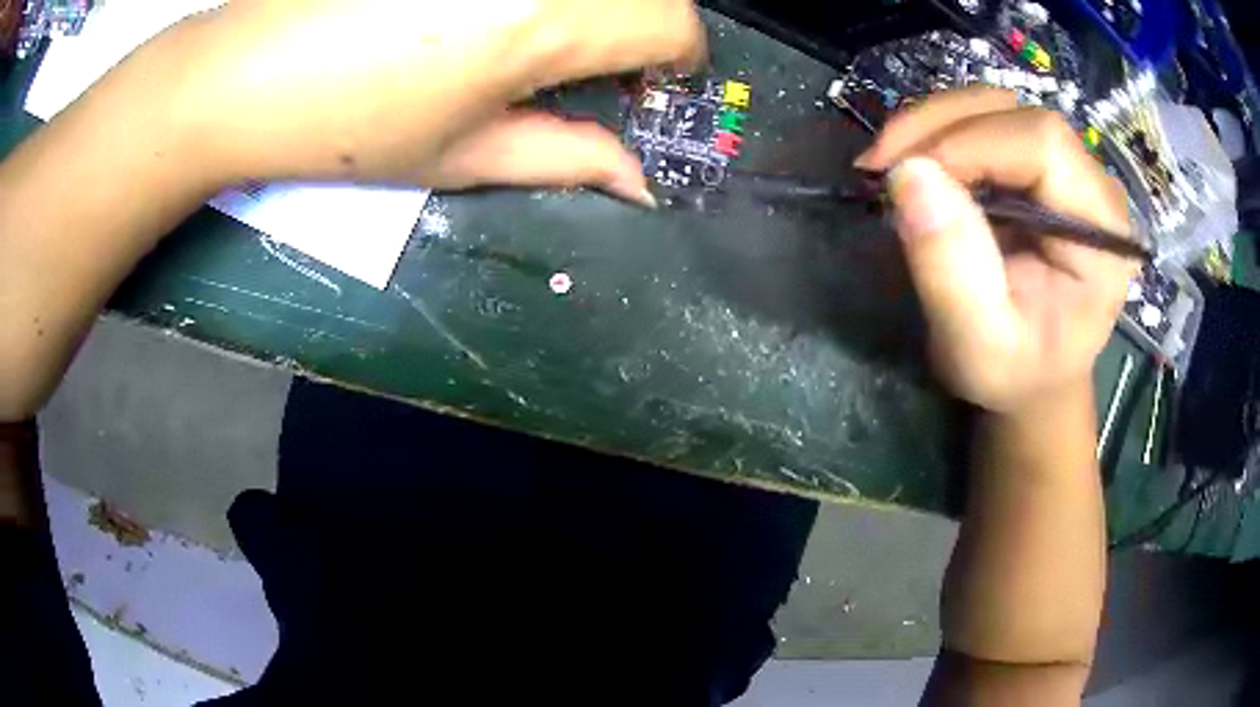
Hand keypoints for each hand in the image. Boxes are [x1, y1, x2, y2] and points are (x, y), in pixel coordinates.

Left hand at [147, 0, 705, 202]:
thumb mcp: (463, 155)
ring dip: (588, 4)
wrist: (246, 73)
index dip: (675, 59)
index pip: (674, 22)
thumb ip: (567, 157)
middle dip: (638, 26)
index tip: (646, 83)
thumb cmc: (348, 127)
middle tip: (589, 61)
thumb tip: (639, 182)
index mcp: (546, 19)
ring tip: (526, 35)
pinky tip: (477, 10)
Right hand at [857, 89, 1135, 412]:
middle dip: (939, 126)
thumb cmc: (1015, 374)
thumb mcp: (978, 347)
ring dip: (932, 124)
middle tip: (880, 165)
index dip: (970, 143)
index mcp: (1102, 233)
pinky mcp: (1038, 166)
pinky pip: (984, 123)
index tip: (905, 177)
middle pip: (1015, 112)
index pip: (1042, 142)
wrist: (1034, 378)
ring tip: (889, 165)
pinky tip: (913, 164)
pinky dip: (938, 133)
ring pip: (994, 107)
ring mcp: (1067, 169)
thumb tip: (909, 174)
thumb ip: (952, 271)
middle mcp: (1092, 185)